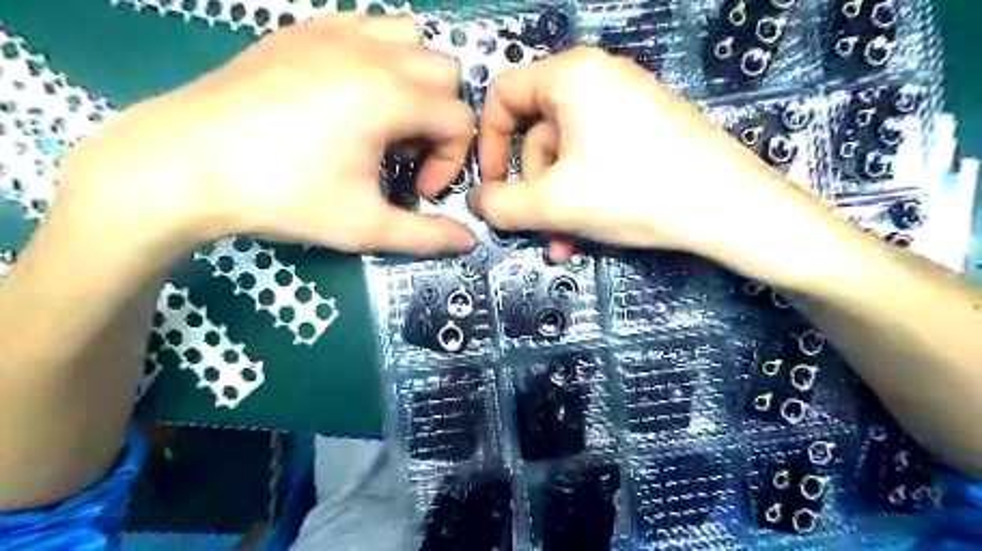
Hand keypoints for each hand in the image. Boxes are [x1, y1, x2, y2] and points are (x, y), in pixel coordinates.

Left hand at [60, 15, 476, 256]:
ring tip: (385, 120)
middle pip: (445, 74)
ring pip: (410, 39)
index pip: (459, 120)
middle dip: (439, 119)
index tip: (420, 190)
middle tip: (404, 155)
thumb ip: (426, 236)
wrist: (185, 164)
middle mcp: (372, 52)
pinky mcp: (303, 30)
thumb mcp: (365, 226)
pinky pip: (367, 28)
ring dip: (415, 81)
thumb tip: (469, 241)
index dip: (452, 161)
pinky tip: (352, 95)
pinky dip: (379, 58)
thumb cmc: (284, 196)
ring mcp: (335, 33)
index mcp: (391, 96)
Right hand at [471, 44, 822, 276]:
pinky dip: (583, 196)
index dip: (488, 145)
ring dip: (557, 204)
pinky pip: (595, 160)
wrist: (729, 208)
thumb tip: (477, 201)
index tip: (493, 187)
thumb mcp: (554, 203)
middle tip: (537, 228)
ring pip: (567, 157)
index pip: (503, 97)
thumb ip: (501, 204)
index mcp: (571, 76)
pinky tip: (587, 233)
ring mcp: (625, 105)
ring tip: (564, 243)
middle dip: (533, 190)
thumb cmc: (634, 192)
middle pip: (537, 135)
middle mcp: (597, 79)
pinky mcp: (645, 131)